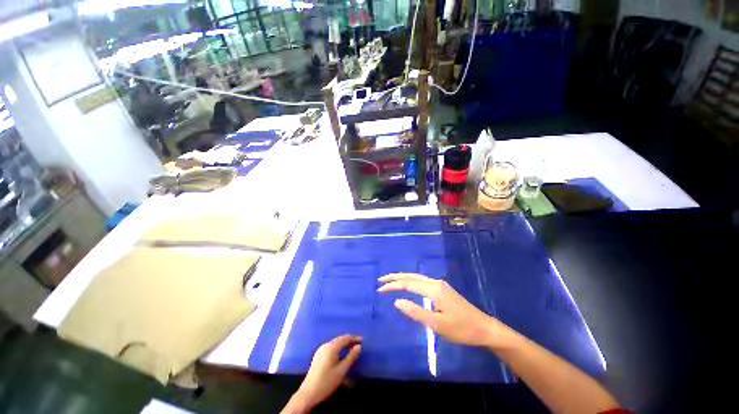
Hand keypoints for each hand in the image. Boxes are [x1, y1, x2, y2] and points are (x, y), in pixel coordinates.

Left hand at [283, 335, 362, 413]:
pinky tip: (341, 352)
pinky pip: (331, 347)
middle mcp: (325, 345)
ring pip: (335, 342)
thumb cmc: (327, 381)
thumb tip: (359, 346)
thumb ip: (351, 357)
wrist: (308, 393)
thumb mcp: (342, 370)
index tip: (362, 340)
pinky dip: (338, 347)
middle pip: (339, 339)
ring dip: (343, 343)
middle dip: (349, 340)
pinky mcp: (318, 355)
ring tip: (351, 347)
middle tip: (358, 343)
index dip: (354, 338)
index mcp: (331, 347)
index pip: (345, 338)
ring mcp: (320, 350)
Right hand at [378, 273, 514, 348]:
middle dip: (395, 277)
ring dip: (403, 278)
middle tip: (381, 280)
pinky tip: (408, 285)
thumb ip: (415, 312)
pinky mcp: (443, 289)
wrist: (484, 328)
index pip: (407, 284)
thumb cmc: (461, 329)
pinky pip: (422, 281)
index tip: (380, 289)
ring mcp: (440, 285)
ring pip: (417, 277)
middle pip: (411, 276)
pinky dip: (411, 281)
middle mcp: (435, 283)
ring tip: (391, 281)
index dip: (392, 286)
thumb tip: (397, 301)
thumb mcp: (436, 324)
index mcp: (433, 289)